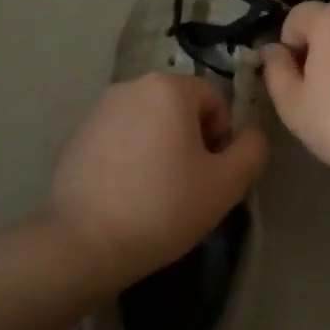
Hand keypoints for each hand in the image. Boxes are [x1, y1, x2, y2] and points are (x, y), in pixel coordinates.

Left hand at [49, 72, 269, 291]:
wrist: (85, 243)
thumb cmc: (164, 207)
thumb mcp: (227, 184)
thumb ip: (252, 150)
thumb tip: (251, 133)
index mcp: (168, 88)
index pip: (215, 100)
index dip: (222, 137)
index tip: (212, 174)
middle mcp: (130, 86)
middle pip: (180, 107)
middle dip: (191, 140)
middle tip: (189, 184)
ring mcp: (98, 109)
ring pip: (149, 122)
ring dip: (162, 146)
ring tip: (157, 191)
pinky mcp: (77, 135)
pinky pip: (120, 137)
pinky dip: (131, 156)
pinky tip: (127, 193)